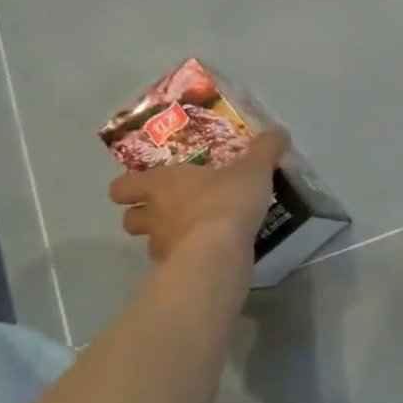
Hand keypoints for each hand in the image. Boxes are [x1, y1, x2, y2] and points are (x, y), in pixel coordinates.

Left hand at [109, 129, 288, 265]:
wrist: (219, 253)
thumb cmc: (227, 201)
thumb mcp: (253, 170)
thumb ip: (265, 149)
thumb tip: (278, 131)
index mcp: (161, 183)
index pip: (123, 186)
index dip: (130, 187)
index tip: (146, 186)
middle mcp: (153, 215)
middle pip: (130, 218)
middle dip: (144, 215)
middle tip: (170, 210)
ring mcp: (160, 247)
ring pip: (151, 242)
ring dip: (166, 238)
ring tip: (194, 234)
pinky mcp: (175, 272)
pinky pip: (175, 263)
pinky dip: (186, 259)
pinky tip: (209, 254)